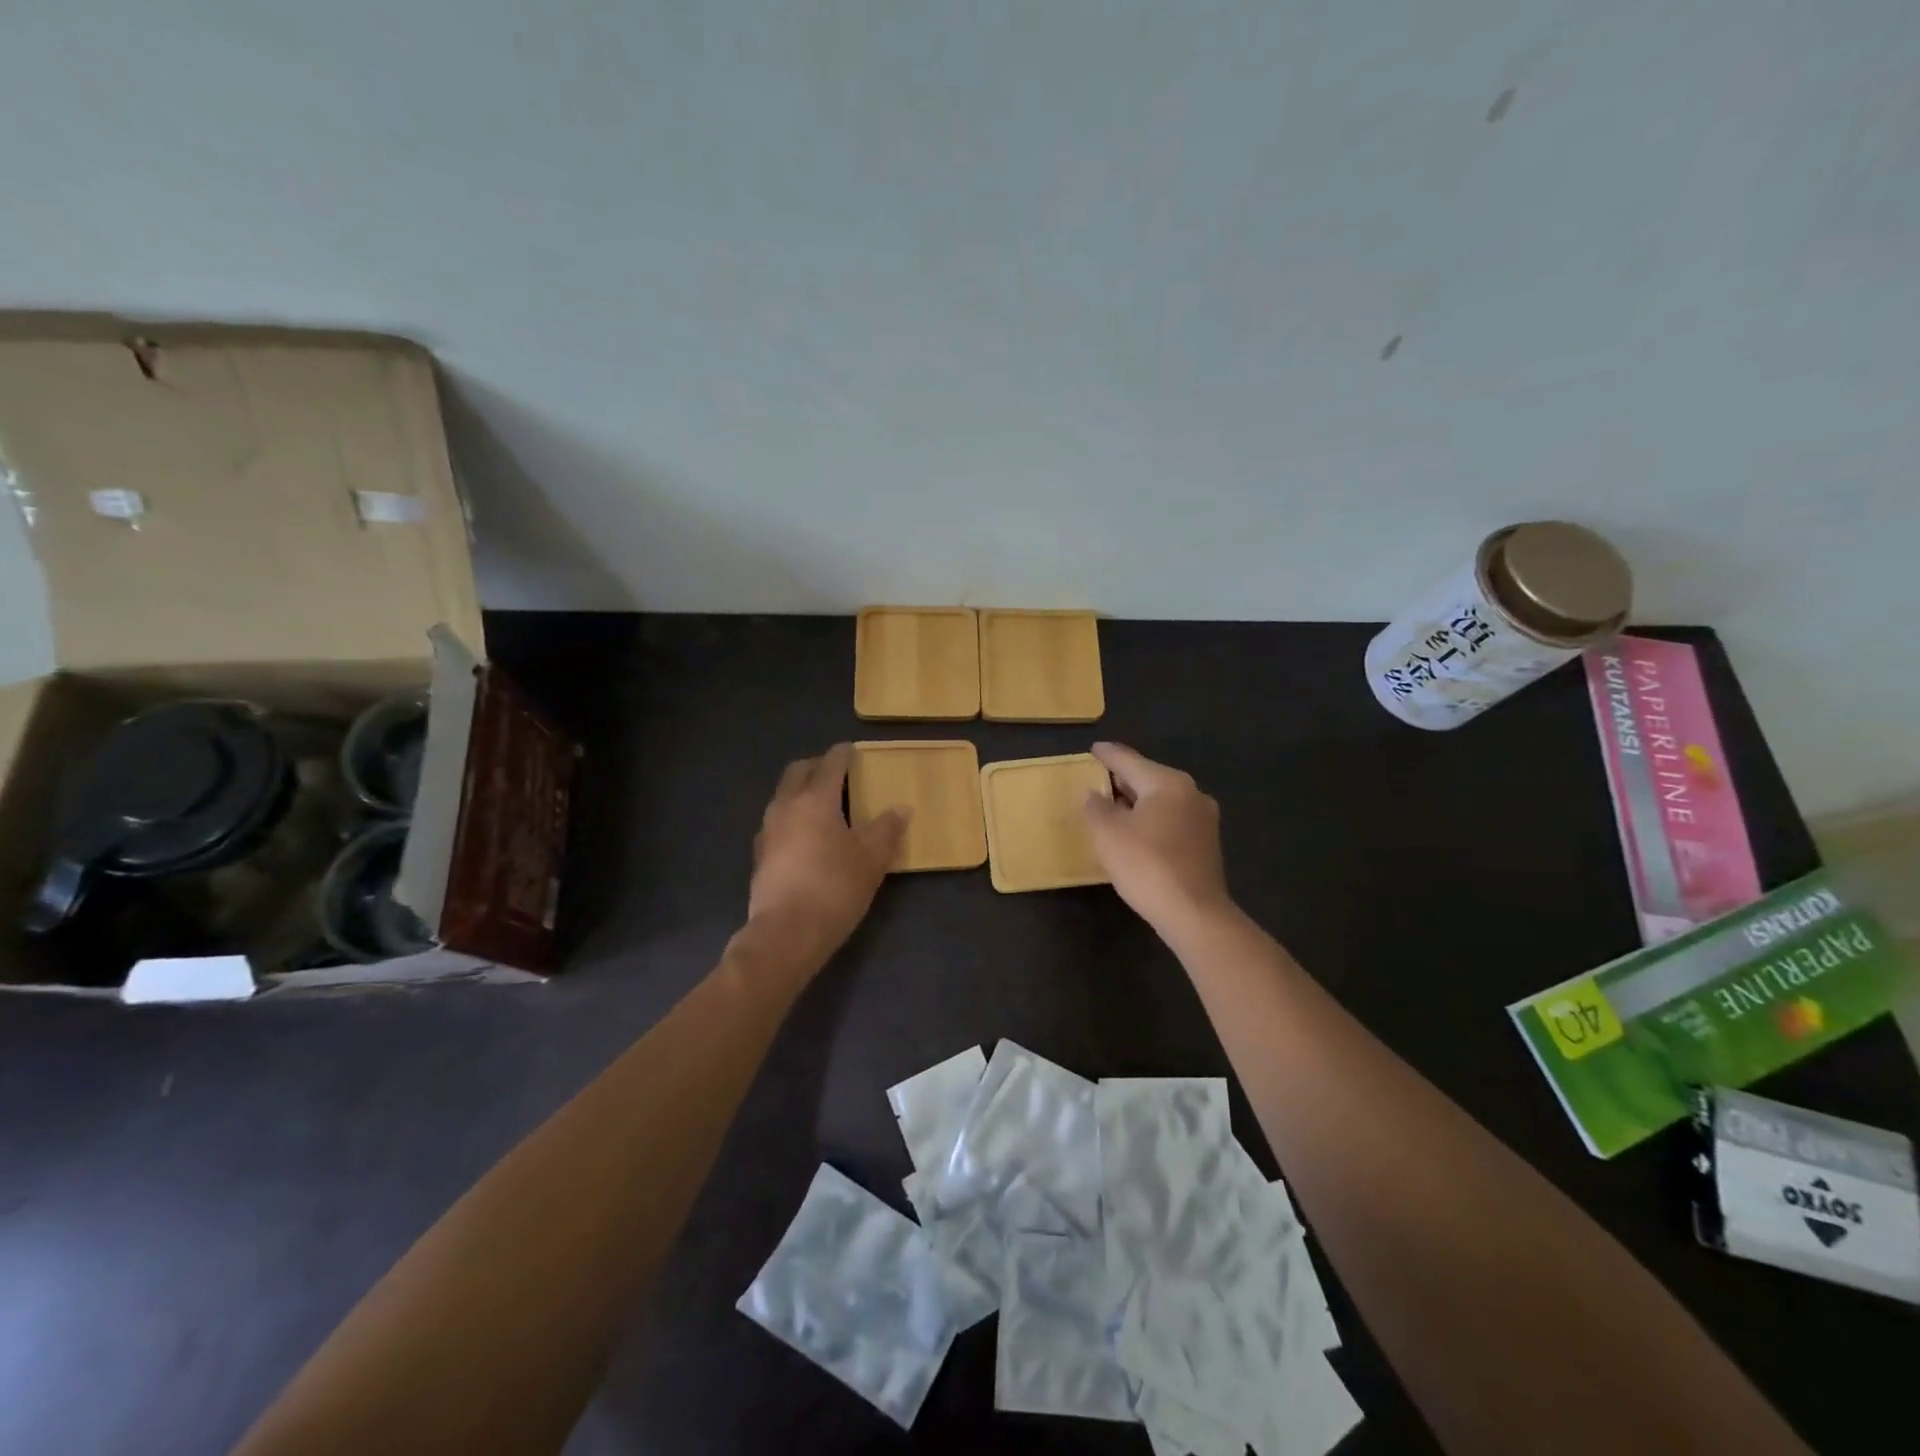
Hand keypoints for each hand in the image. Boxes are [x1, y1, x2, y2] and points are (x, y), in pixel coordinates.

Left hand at [747, 744, 906, 969]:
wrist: (786, 934)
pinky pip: (777, 822)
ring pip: (783, 796)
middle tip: (837, 772)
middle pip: (797, 772)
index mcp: (815, 800)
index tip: (852, 750)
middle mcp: (786, 806)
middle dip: (816, 766)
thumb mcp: (872, 859)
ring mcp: (767, 831)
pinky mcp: (759, 856)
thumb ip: (886, 829)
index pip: (830, 764)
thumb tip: (900, 808)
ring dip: (801, 791)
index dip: (843, 754)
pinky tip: (806, 836)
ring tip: (823, 804)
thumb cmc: (834, 888)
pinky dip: (793, 816)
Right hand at [1084, 742, 1232, 935]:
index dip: (1108, 755)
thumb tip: (1094, 793)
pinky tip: (1136, 831)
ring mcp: (1203, 819)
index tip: (1094, 749)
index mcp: (1167, 782)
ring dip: (1137, 801)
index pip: (1129, 760)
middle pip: (1149, 778)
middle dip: (1123, 778)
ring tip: (1113, 806)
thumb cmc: (1146, 865)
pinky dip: (1151, 819)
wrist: (1193, 913)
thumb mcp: (1108, 833)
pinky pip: (1171, 820)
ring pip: (1162, 800)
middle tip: (1099, 778)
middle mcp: (1190, 793)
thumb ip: (1096, 807)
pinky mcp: (1206, 843)